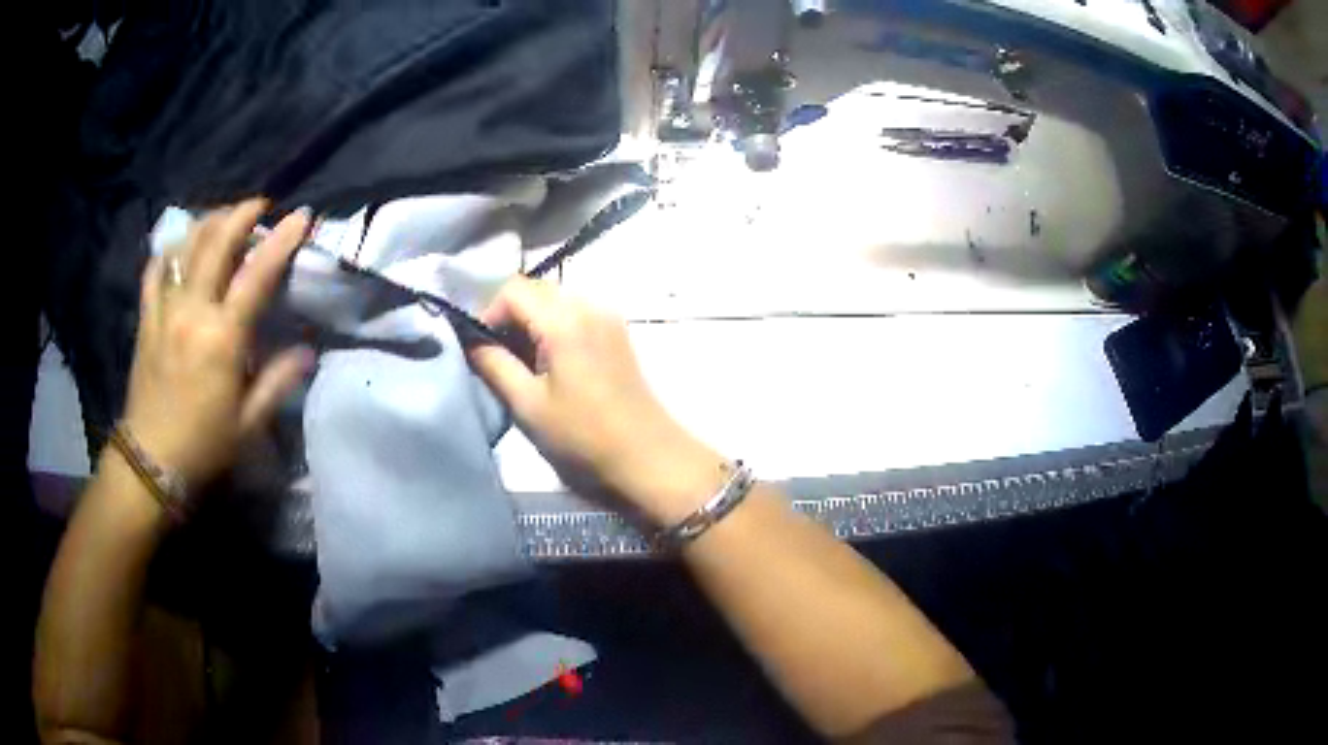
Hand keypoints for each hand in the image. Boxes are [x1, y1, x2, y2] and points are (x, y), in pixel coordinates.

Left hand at [121, 199, 314, 489]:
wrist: (151, 462)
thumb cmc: (204, 446)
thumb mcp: (249, 424)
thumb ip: (277, 381)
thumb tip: (307, 350)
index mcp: (222, 338)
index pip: (256, 274)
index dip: (281, 239)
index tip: (301, 216)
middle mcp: (192, 311)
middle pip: (216, 242)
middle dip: (240, 213)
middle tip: (258, 205)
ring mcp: (164, 310)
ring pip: (185, 246)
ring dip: (207, 223)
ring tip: (223, 220)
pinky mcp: (146, 318)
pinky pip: (155, 269)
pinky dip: (170, 250)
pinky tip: (180, 248)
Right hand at [468, 277, 726, 525]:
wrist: (647, 456)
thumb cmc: (583, 436)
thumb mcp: (528, 405)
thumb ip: (493, 365)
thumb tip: (470, 342)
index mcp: (565, 320)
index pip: (512, 289)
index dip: (488, 314)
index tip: (481, 350)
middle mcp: (589, 306)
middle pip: (535, 290)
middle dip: (509, 317)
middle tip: (498, 358)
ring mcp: (608, 318)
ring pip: (555, 301)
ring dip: (531, 323)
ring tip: (522, 365)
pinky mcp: (617, 333)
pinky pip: (575, 314)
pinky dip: (553, 329)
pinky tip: (549, 365)